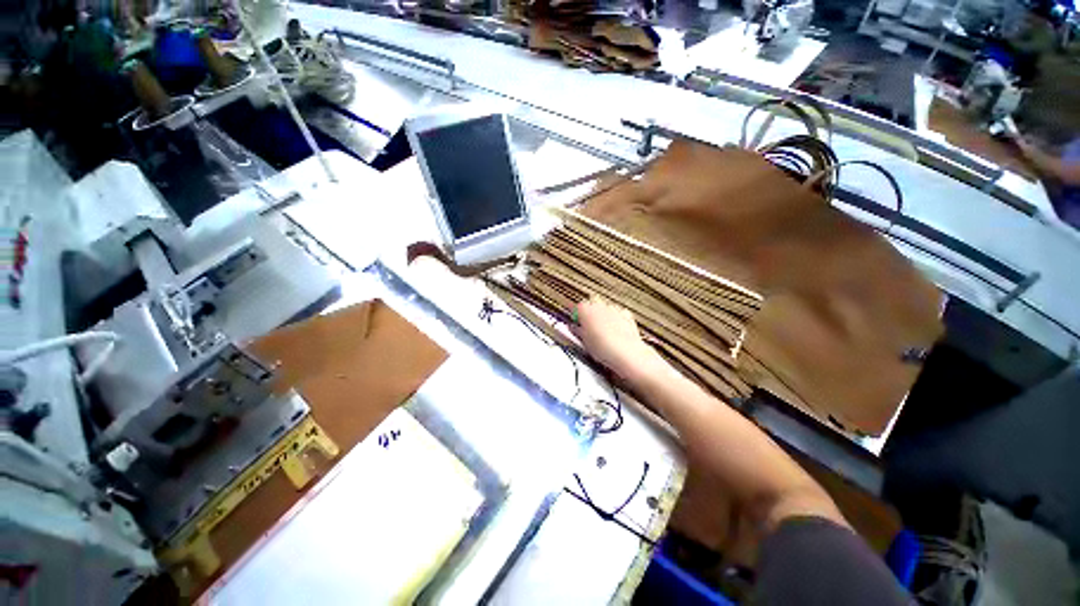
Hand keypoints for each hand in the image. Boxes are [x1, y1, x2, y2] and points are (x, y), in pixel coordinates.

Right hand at [572, 296, 659, 378]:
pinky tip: (615, 331)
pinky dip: (617, 319)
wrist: (625, 352)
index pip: (577, 308)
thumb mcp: (584, 342)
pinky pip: (619, 313)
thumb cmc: (603, 347)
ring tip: (603, 332)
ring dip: (604, 315)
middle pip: (592, 303)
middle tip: (589, 327)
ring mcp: (613, 308)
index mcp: (585, 309)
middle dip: (591, 312)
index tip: (577, 325)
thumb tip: (575, 329)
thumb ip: (577, 331)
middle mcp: (599, 305)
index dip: (577, 317)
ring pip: (606, 308)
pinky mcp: (626, 314)